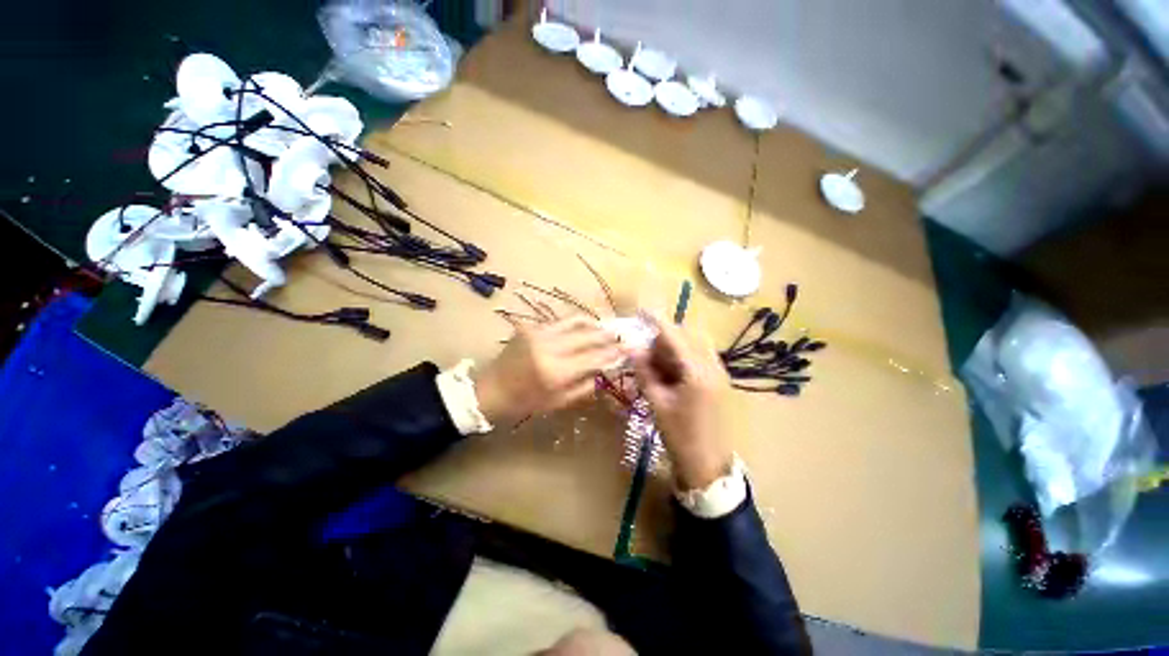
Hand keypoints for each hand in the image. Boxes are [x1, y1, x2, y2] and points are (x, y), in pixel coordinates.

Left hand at [474, 316, 621, 426]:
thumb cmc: (526, 402)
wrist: (491, 389)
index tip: (627, 350)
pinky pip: (560, 322)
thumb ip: (586, 385)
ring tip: (606, 327)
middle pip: (587, 336)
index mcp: (556, 371)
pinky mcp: (531, 326)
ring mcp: (539, 333)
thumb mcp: (559, 401)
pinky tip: (586, 326)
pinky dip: (576, 323)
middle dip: (607, 335)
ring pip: (575, 322)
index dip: (613, 353)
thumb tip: (607, 370)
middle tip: (621, 335)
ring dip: (594, 324)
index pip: (594, 357)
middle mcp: (549, 347)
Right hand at [632, 315, 733, 489]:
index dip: (656, 320)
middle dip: (665, 336)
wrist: (708, 465)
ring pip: (695, 344)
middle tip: (645, 351)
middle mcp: (712, 366)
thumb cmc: (679, 436)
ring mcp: (719, 372)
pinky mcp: (719, 380)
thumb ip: (644, 371)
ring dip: (674, 345)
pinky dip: (683, 355)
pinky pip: (700, 356)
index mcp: (697, 372)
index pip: (674, 336)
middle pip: (688, 335)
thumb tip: (631, 346)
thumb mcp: (657, 403)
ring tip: (655, 362)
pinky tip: (669, 371)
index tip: (642, 309)